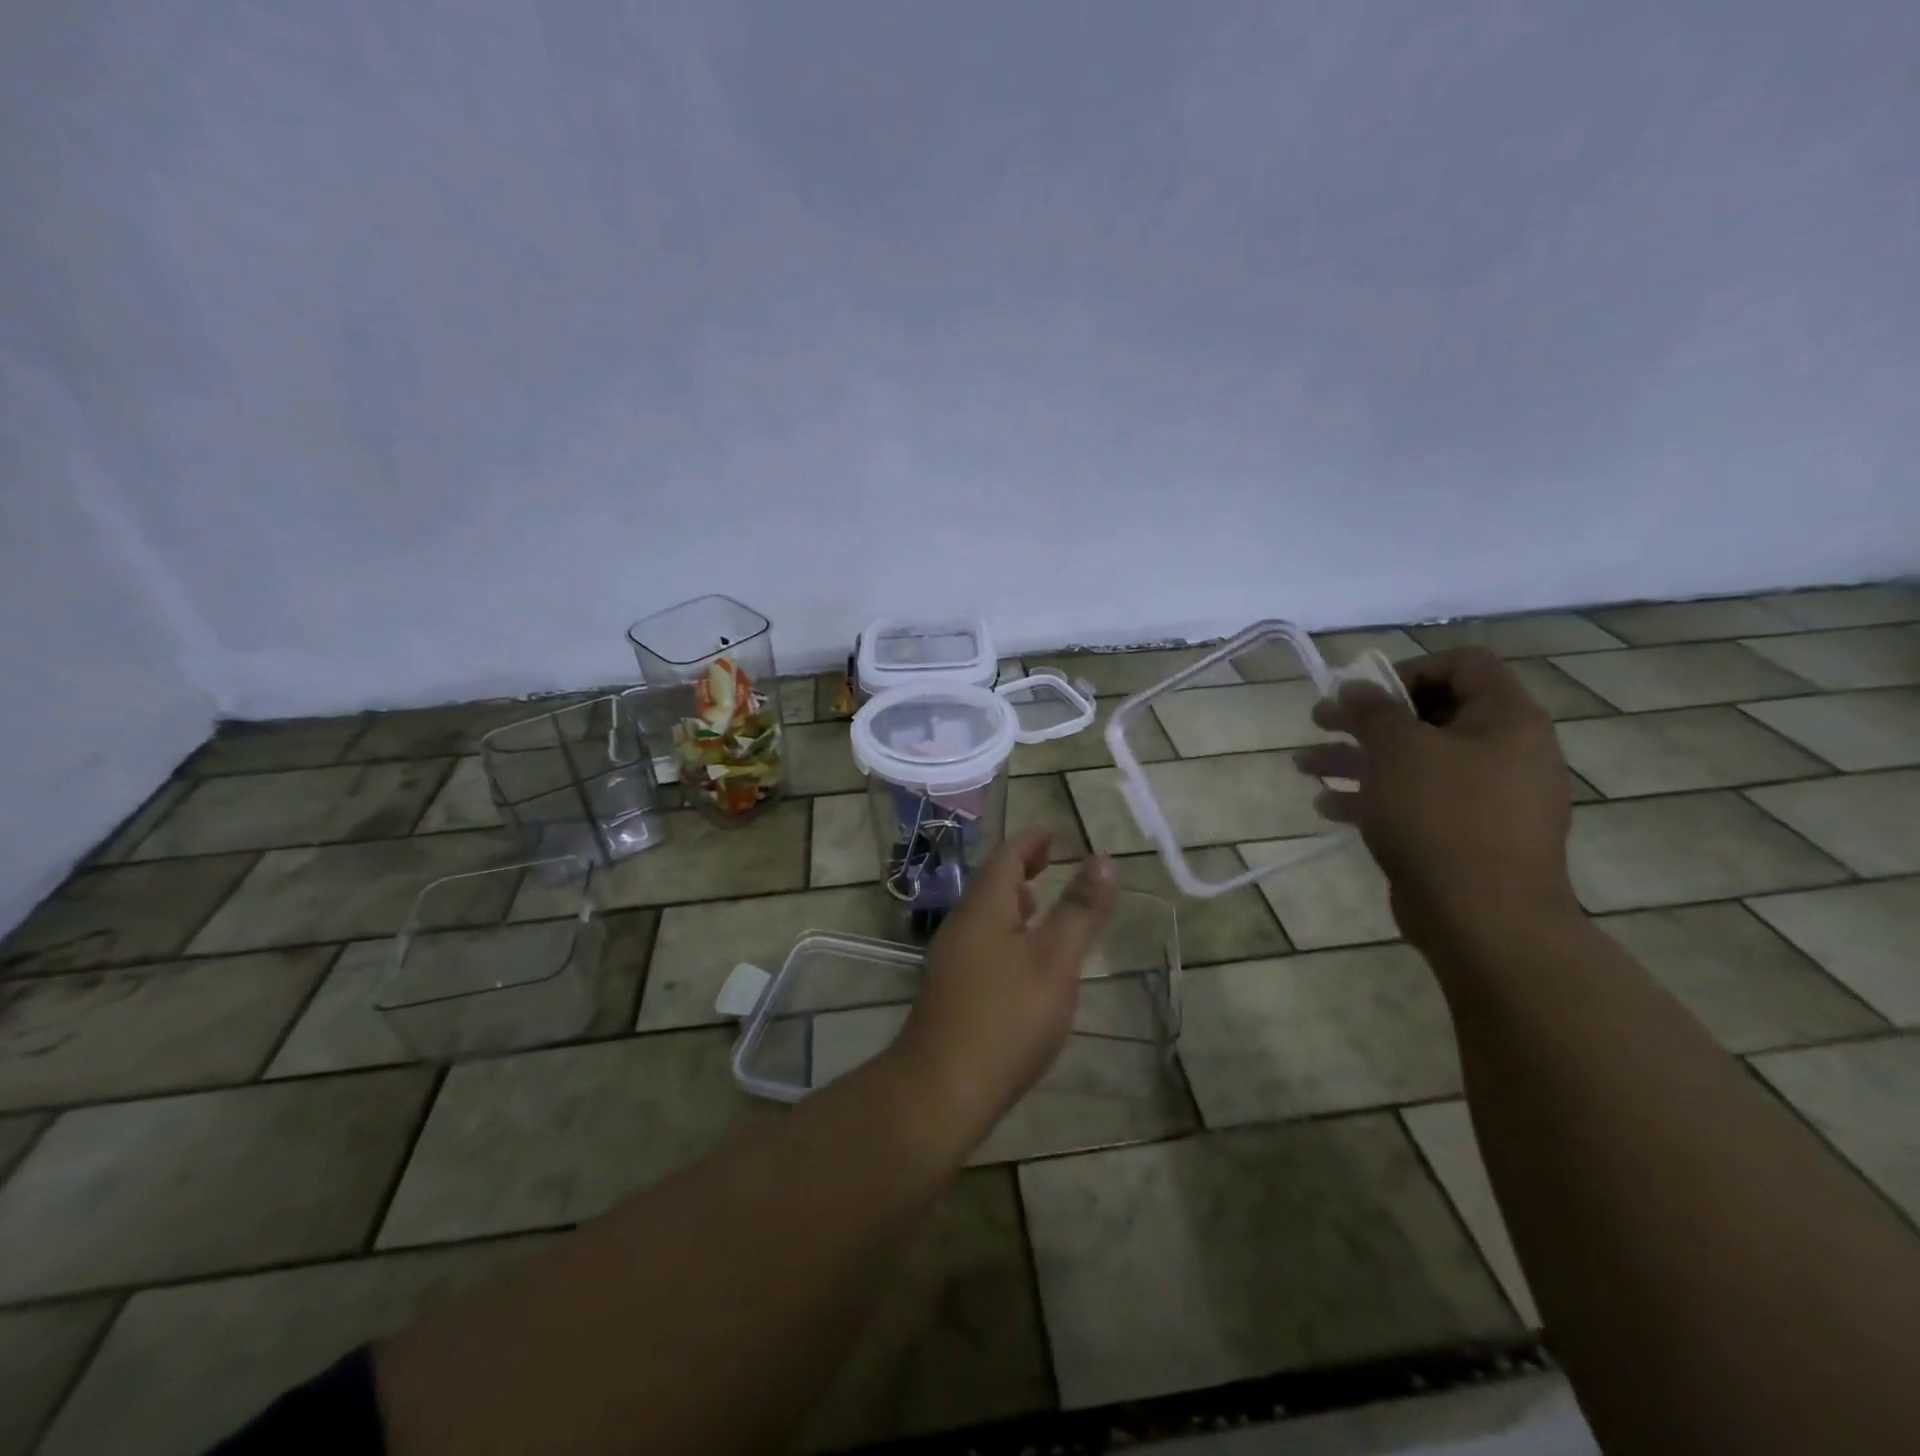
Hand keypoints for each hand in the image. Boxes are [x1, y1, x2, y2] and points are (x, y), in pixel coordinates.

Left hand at [888, 831, 1117, 1147]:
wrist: (941, 1090)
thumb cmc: (1005, 1018)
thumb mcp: (1055, 961)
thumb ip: (1080, 911)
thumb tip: (1103, 859)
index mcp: (984, 908)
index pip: (1007, 857)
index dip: (1032, 841)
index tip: (1056, 835)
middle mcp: (961, 925)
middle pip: (992, 883)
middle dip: (1022, 869)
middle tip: (1052, 862)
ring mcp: (951, 960)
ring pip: (986, 916)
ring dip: (1013, 902)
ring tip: (1041, 905)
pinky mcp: (951, 991)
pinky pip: (982, 944)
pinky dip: (1007, 934)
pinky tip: (1023, 963)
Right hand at [1296, 648, 1580, 949]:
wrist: (1484, 919)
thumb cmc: (1443, 818)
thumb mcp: (1397, 751)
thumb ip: (1373, 710)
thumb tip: (1356, 687)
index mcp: (1506, 719)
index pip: (1463, 665)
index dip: (1408, 670)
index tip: (1363, 693)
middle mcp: (1505, 752)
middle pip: (1429, 715)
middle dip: (1366, 719)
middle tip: (1320, 721)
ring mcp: (1488, 798)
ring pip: (1415, 762)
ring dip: (1357, 759)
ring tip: (1305, 766)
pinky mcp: (1467, 836)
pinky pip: (1417, 802)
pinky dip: (1374, 798)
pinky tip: (1329, 807)